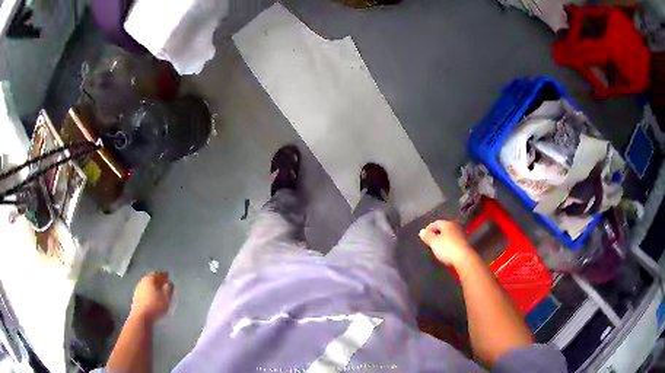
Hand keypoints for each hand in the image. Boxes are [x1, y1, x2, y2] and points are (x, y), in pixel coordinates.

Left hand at [130, 272, 173, 322]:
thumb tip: (169, 283)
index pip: (158, 274)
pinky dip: (149, 294)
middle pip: (151, 279)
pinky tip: (153, 300)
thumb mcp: (166, 298)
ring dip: (153, 288)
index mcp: (150, 279)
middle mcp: (142, 281)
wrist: (141, 316)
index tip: (168, 279)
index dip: (164, 276)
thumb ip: (169, 289)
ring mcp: (138, 289)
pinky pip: (145, 292)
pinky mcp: (136, 297)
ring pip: (147, 286)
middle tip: (164, 286)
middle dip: (158, 282)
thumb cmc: (155, 306)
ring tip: (159, 294)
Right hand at [419, 220, 473, 265]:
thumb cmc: (447, 248)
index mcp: (447, 224)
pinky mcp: (463, 243)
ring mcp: (460, 234)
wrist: (463, 258)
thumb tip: (422, 231)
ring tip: (436, 245)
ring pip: (448, 234)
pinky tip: (445, 249)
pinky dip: (447, 243)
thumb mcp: (434, 242)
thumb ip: (427, 236)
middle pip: (443, 228)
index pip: (436, 223)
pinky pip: (452, 240)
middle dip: (436, 233)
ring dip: (442, 238)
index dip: (428, 228)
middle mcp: (455, 226)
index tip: (423, 235)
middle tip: (429, 240)